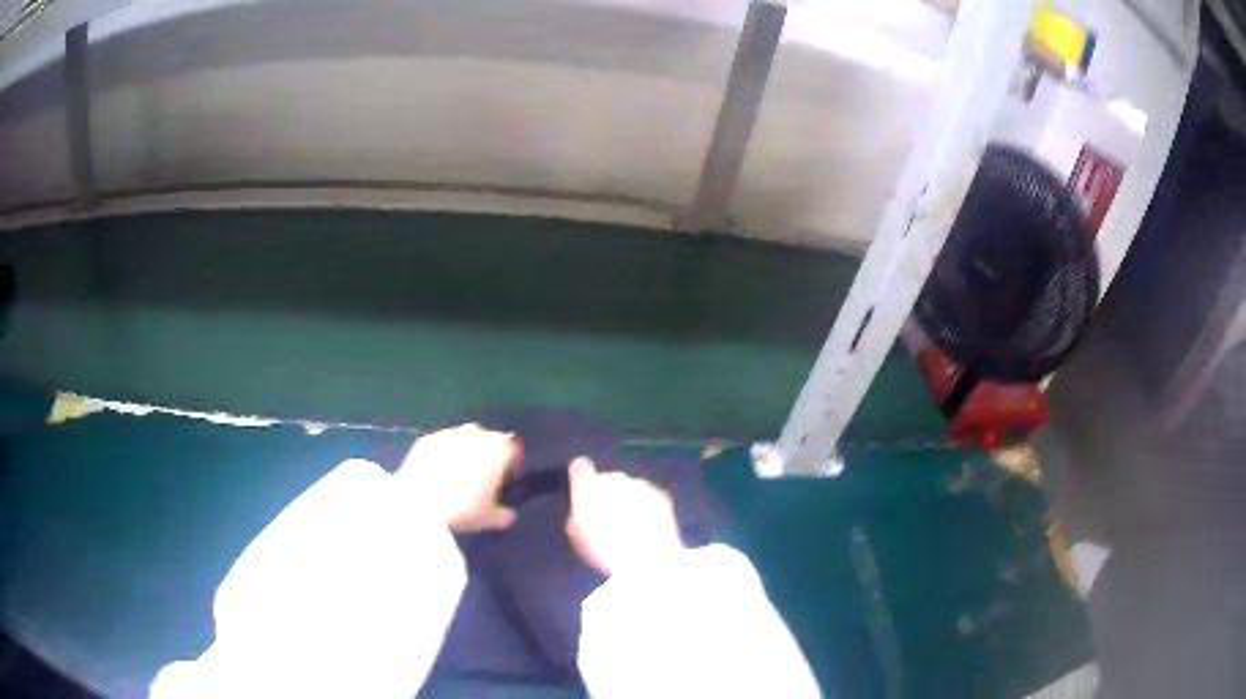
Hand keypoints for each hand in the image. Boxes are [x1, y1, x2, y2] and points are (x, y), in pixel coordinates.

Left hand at [397, 423, 519, 530]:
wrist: (417, 504)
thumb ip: (505, 513)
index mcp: (500, 447)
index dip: (510, 465)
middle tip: (479, 481)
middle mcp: (478, 431)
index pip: (514, 449)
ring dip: (464, 453)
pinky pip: (441, 444)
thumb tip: (507, 513)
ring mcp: (449, 431)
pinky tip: (435, 474)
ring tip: (455, 477)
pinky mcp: (426, 437)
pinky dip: (442, 454)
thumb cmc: (463, 509)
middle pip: (489, 440)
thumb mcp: (491, 519)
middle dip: (487, 456)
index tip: (503, 482)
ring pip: (464, 440)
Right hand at [565, 457, 682, 575]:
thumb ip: (578, 515)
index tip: (582, 490)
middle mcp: (614, 478)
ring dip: (628, 500)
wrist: (646, 558)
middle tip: (609, 518)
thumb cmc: (603, 550)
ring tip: (632, 525)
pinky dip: (647, 507)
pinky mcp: (661, 494)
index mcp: (588, 485)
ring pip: (629, 487)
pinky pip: (649, 496)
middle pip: (607, 479)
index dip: (581, 477)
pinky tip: (648, 526)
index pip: (580, 466)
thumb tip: (583, 511)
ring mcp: (640, 484)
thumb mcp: (577, 537)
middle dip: (607, 493)